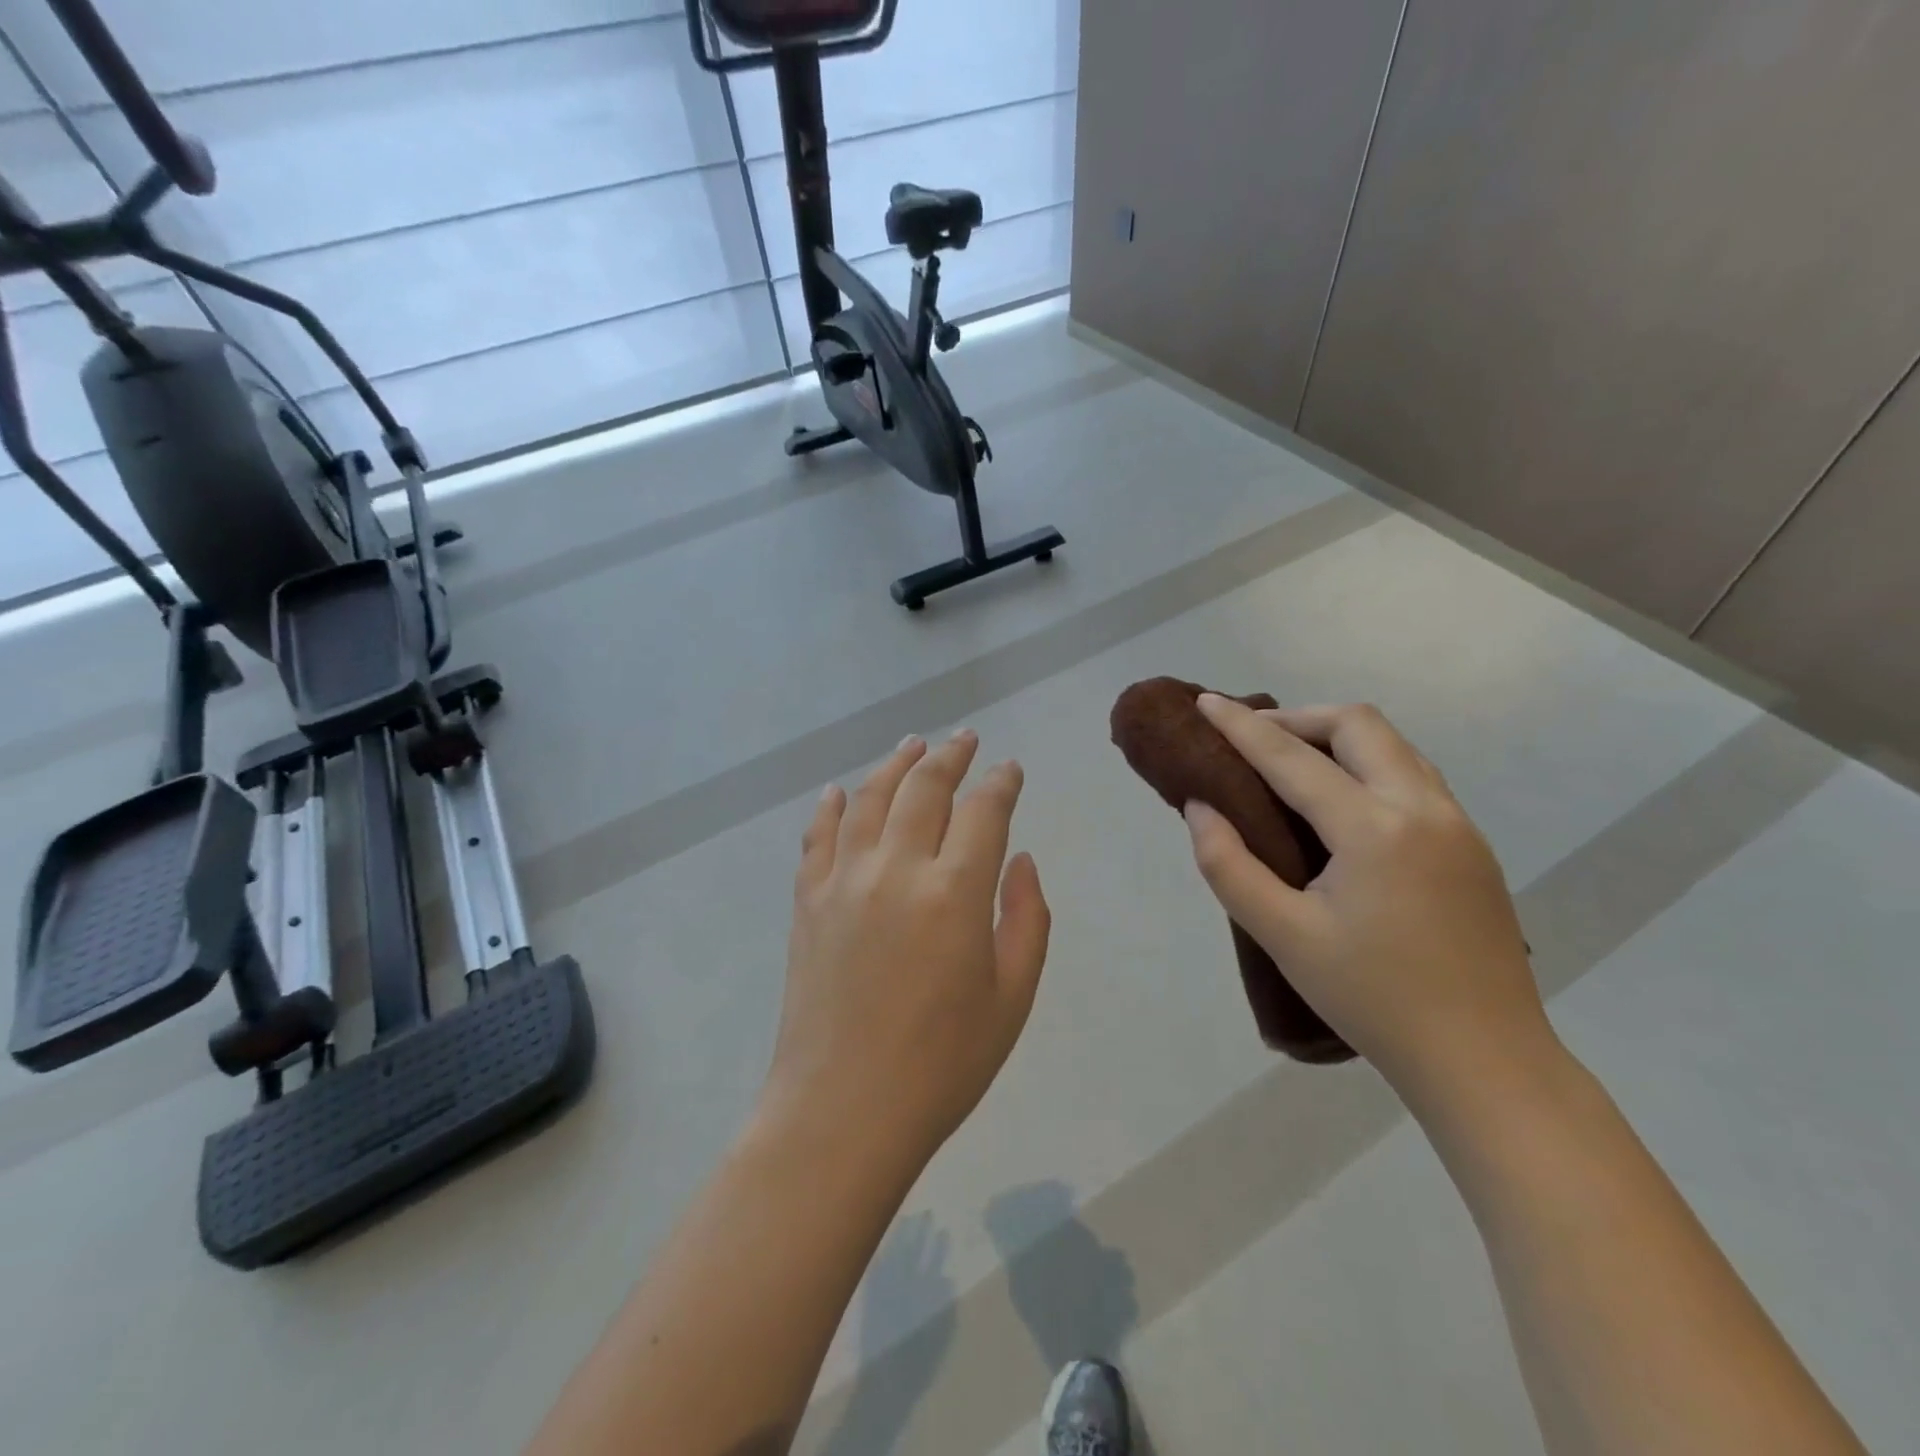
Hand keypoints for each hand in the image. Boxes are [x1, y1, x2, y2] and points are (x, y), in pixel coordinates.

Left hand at [763, 731, 1051, 1167]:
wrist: (842, 1111)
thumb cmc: (942, 1065)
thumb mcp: (1011, 999)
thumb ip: (1026, 919)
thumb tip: (1020, 860)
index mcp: (955, 893)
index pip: (984, 811)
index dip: (1001, 783)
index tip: (1010, 769)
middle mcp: (897, 869)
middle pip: (925, 788)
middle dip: (951, 756)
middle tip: (965, 739)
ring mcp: (844, 880)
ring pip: (871, 798)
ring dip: (896, 765)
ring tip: (913, 745)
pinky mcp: (807, 901)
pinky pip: (819, 836)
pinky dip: (832, 806)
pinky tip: (841, 790)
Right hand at [1182, 697, 1551, 1103]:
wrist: (1484, 1060)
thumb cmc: (1372, 999)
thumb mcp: (1283, 936)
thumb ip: (1229, 866)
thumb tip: (1201, 807)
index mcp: (1374, 829)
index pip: (1292, 758)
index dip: (1242, 727)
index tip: (1205, 702)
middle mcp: (1423, 808)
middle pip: (1358, 724)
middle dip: (1298, 718)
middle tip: (1253, 739)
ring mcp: (1458, 824)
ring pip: (1393, 745)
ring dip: (1337, 737)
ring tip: (1292, 762)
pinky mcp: (1472, 845)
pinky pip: (1414, 775)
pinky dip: (1368, 764)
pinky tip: (1343, 802)